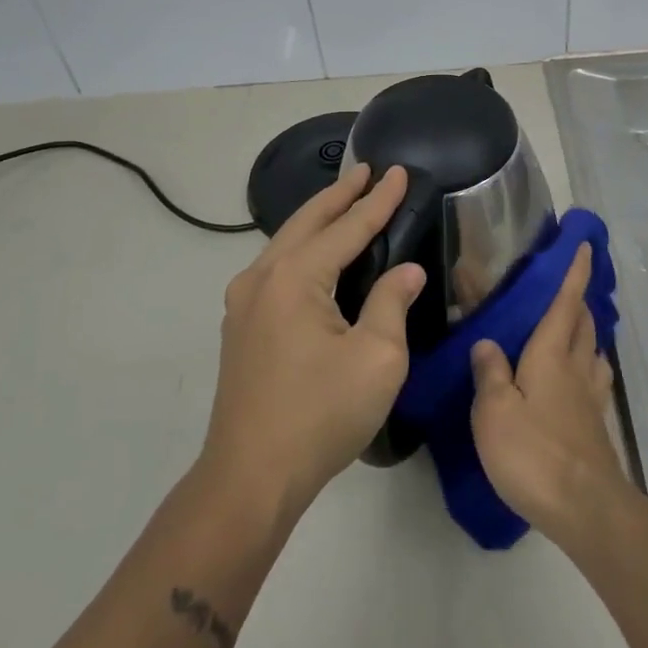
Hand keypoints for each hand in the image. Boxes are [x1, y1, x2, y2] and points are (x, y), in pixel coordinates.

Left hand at [202, 162, 424, 522]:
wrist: (251, 477)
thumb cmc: (321, 415)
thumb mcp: (377, 358)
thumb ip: (392, 303)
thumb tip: (406, 271)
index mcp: (294, 278)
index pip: (347, 227)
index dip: (377, 200)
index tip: (398, 172)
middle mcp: (262, 278)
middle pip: (306, 222)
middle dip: (340, 195)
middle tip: (366, 171)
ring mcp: (244, 303)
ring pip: (286, 243)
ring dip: (318, 219)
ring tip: (345, 201)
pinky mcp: (241, 327)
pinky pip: (276, 268)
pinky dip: (302, 246)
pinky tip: (315, 252)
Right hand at [469, 244, 628, 539]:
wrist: (585, 507)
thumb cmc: (534, 453)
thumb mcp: (495, 411)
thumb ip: (490, 372)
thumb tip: (487, 342)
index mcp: (551, 354)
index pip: (565, 301)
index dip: (575, 272)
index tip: (586, 245)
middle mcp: (576, 367)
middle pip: (583, 322)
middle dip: (578, 299)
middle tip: (565, 287)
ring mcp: (590, 397)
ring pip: (592, 350)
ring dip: (585, 331)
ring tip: (569, 329)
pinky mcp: (596, 424)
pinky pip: (593, 379)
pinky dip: (587, 365)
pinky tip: (578, 378)